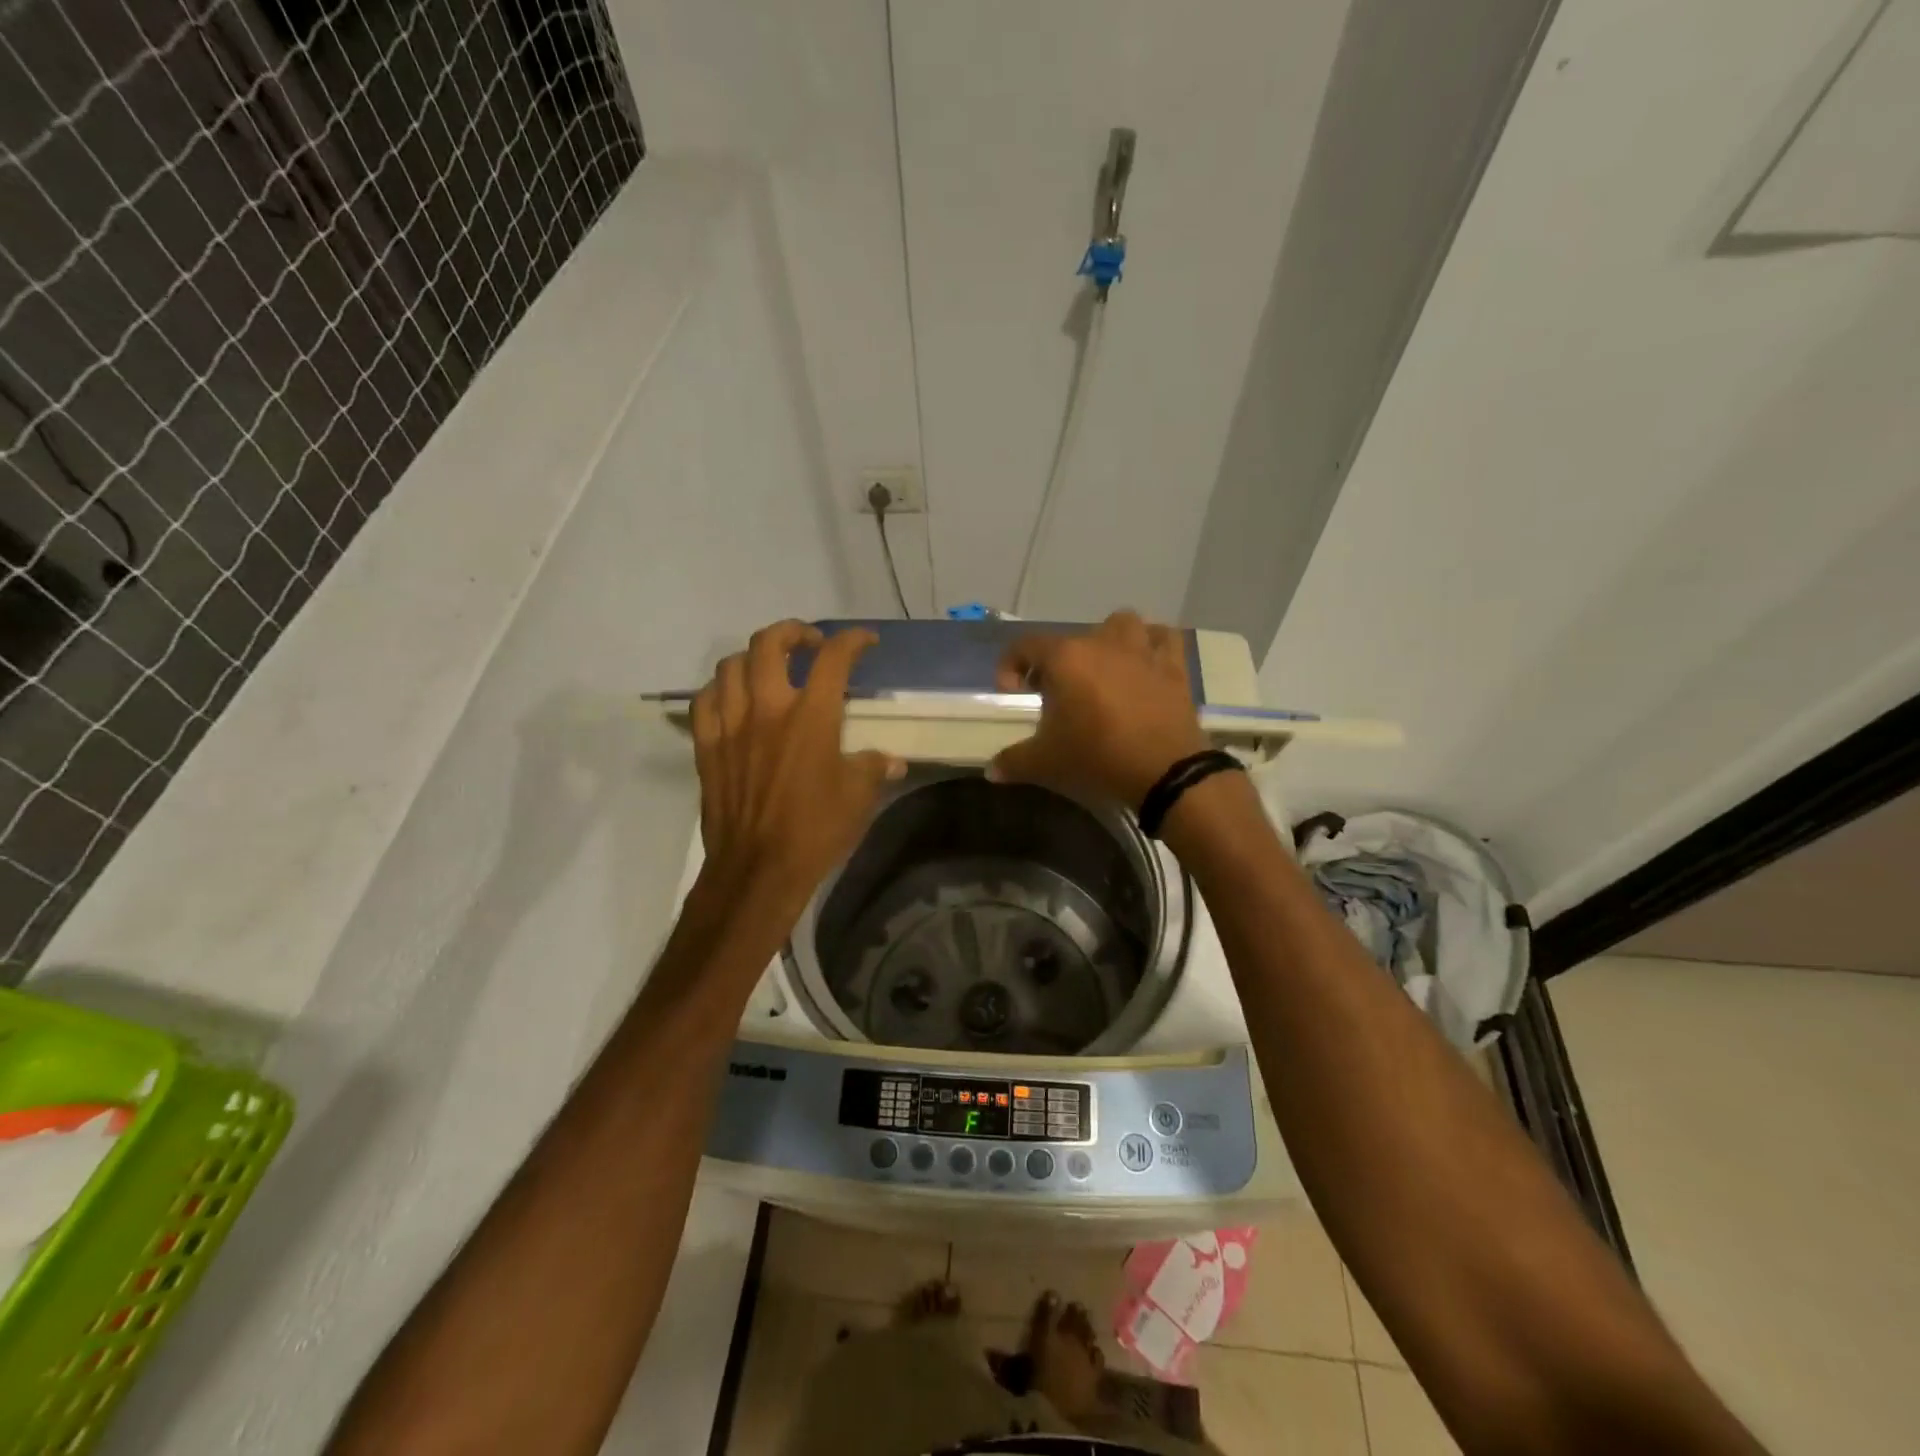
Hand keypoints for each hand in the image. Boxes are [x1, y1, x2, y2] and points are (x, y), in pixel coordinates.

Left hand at [691, 621, 904, 909]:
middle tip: (811, 643)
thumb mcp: (859, 797)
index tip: (865, 641)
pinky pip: (704, 700)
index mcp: (811, 716)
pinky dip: (721, 689)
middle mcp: (767, 708)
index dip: (853, 640)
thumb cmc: (815, 830)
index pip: (834, 658)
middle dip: (794, 631)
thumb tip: (892, 761)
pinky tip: (734, 698)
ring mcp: (731, 725)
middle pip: (770, 643)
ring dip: (754, 656)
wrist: (758, 868)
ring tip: (770, 667)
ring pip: (731, 665)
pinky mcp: (707, 746)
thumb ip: (875, 768)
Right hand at [988, 610, 1210, 806]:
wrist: (1164, 772)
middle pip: (1071, 639)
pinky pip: (1163, 639)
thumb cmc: (1096, 758)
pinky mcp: (1173, 667)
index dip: (1010, 666)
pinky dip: (1152, 644)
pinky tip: (1145, 664)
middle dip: (1057, 662)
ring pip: (1121, 625)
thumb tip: (992, 770)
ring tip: (1101, 669)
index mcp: (1065, 658)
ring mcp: (1141, 650)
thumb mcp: (1044, 763)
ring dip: (1107, 641)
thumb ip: (1013, 761)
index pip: (1025, 646)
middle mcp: (1102, 642)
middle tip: (1055, 694)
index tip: (1012, 692)